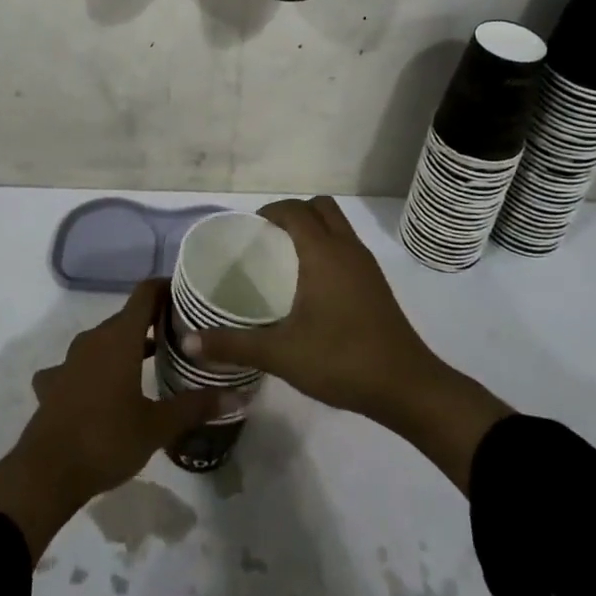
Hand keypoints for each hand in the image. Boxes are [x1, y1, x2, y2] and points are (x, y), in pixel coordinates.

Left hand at [0, 279, 233, 559]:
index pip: (145, 293)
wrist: (46, 474)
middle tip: (181, 336)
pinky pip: (77, 366)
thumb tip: (240, 395)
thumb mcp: (158, 426)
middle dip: (153, 322)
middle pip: (127, 317)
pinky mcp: (53, 383)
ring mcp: (69, 360)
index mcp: (120, 337)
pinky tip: (98, 390)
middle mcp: (93, 339)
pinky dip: (93, 371)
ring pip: (103, 341)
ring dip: (125, 346)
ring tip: (150, 362)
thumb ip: (197, 406)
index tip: (188, 296)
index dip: (166, 288)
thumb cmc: (107, 440)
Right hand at [181, 196, 512, 492]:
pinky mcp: (376, 284)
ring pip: (337, 225)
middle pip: (320, 207)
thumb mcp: (281, 354)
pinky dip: (327, 248)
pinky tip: (310, 286)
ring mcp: (366, 265)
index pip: (294, 210)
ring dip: (313, 229)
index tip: (247, 231)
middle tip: (266, 240)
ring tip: (284, 259)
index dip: (269, 212)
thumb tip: (189, 342)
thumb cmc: (341, 360)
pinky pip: (347, 246)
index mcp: (323, 253)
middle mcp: (347, 248)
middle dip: (292, 213)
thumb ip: (234, 344)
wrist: (407, 387)